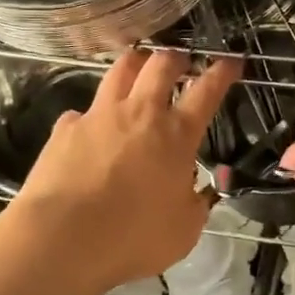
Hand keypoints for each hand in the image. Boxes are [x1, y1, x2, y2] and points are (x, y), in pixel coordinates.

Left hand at [8, 49, 239, 290]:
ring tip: (138, 66)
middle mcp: (139, 113)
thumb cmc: (133, 237)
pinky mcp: (65, 128)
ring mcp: (99, 115)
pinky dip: (91, 114)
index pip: (207, 92)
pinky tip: (89, 127)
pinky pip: (82, 111)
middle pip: (161, 65)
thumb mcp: (183, 230)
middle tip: (181, 60)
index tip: (231, 61)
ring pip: (120, 71)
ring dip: (135, 64)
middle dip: (176, 57)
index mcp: (176, 135)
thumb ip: (194, 205)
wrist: (63, 236)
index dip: (222, 73)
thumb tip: (196, 193)